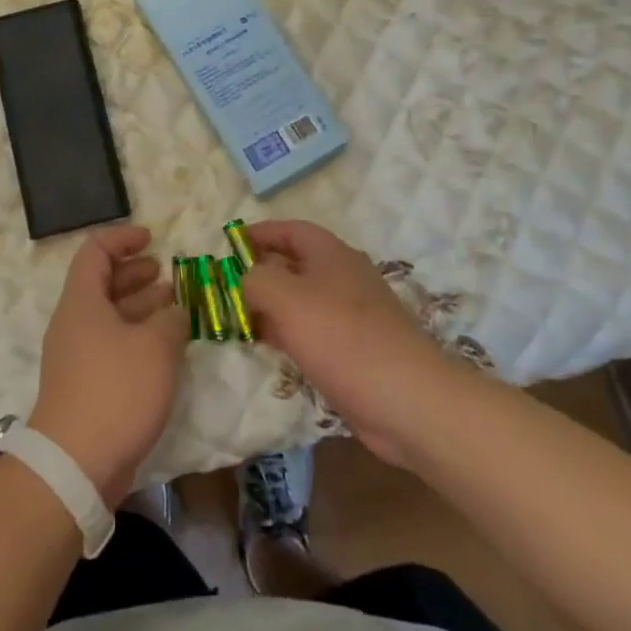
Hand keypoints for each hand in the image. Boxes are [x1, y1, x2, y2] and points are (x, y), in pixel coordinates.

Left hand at [29, 225, 186, 501]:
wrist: (76, 463)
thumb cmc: (116, 390)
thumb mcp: (156, 346)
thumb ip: (172, 319)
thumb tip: (175, 312)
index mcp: (82, 301)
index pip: (95, 251)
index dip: (122, 238)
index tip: (152, 238)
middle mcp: (75, 322)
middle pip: (102, 283)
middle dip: (135, 273)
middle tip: (167, 273)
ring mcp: (78, 355)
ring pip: (111, 316)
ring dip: (142, 306)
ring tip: (175, 305)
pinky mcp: (87, 385)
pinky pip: (113, 345)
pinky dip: (138, 337)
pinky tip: (166, 347)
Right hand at [243, 221, 448, 465]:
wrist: (407, 401)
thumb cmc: (343, 337)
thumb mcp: (286, 297)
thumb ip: (255, 279)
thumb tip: (244, 278)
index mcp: (331, 255)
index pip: (291, 230)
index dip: (259, 232)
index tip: (228, 243)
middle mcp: (342, 278)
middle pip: (294, 264)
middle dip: (259, 271)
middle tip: (223, 284)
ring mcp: (349, 316)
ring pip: (299, 301)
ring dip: (268, 305)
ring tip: (234, 315)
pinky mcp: (351, 351)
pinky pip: (309, 332)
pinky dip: (284, 332)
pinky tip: (264, 345)